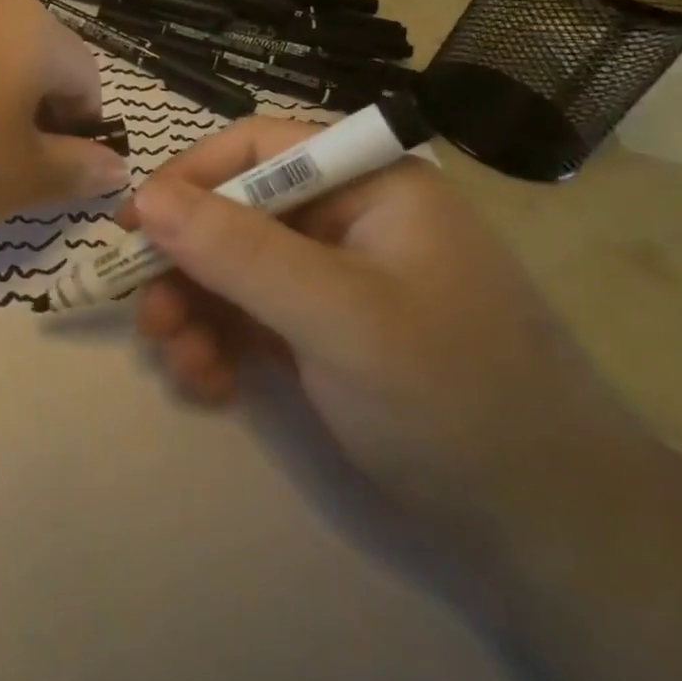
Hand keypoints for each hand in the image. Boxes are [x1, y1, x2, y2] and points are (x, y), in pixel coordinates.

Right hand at [125, 118, 649, 551]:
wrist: (548, 532)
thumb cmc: (451, 398)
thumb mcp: (337, 316)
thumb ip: (239, 252)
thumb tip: (144, 198)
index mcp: (370, 184)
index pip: (258, 148)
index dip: (189, 179)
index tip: (133, 227)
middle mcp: (350, 219)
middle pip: (237, 214)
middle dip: (188, 265)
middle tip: (150, 317)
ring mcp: (337, 279)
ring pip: (235, 270)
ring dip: (197, 311)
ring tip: (182, 363)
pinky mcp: (326, 332)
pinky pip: (252, 316)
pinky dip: (222, 344)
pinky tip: (213, 384)